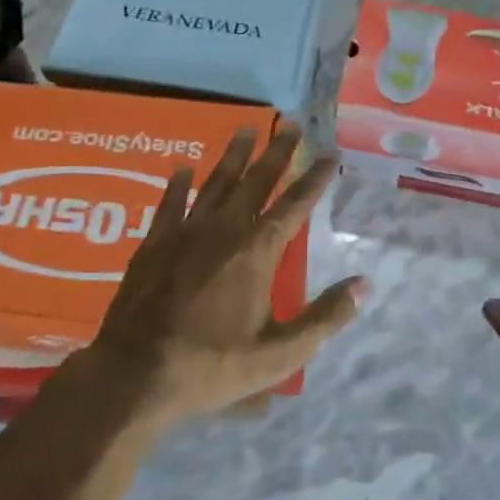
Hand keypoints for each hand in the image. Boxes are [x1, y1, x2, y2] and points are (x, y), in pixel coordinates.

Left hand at [83, 126, 365, 425]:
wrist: (135, 374)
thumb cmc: (212, 365)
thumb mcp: (279, 354)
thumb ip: (324, 318)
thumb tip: (364, 285)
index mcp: (257, 252)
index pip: (294, 205)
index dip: (314, 179)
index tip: (329, 154)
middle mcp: (224, 230)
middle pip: (256, 181)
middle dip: (277, 152)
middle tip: (291, 124)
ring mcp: (185, 233)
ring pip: (215, 183)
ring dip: (233, 156)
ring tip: (246, 129)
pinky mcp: (154, 244)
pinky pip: (170, 204)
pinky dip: (179, 185)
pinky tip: (183, 169)